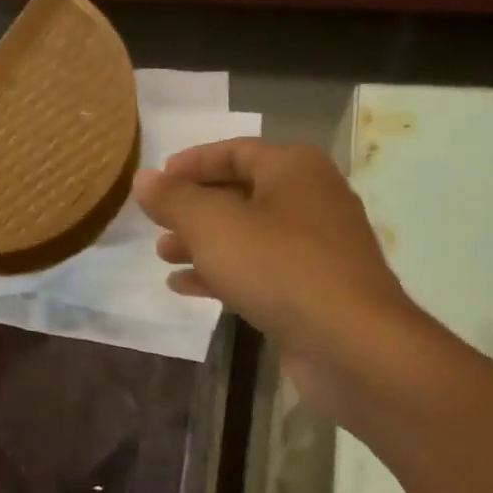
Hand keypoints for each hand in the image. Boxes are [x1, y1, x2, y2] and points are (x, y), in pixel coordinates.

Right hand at [132, 139, 416, 419]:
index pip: (235, 151)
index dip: (191, 163)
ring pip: (248, 237)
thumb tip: (143, 179)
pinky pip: (259, 271)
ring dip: (203, 244)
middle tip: (156, 224)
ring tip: (163, 256)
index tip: (155, 180)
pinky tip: (186, 288)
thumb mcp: (214, 226)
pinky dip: (223, 274)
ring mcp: (315, 248)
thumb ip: (174, 200)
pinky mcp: (312, 289)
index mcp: (294, 169)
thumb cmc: (279, 267)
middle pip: (241, 194)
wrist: (348, 341)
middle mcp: (310, 200)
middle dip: (194, 209)